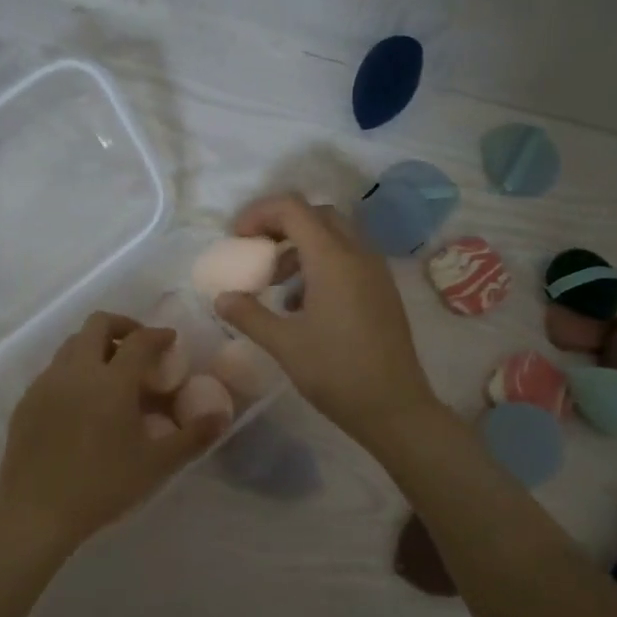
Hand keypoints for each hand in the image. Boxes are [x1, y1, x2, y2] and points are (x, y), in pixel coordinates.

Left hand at [0, 312, 222, 554]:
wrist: (36, 511)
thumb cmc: (102, 485)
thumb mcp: (156, 464)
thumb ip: (193, 437)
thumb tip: (223, 416)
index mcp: (112, 381)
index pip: (140, 340)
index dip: (159, 335)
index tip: (171, 340)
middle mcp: (77, 370)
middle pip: (98, 324)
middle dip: (123, 326)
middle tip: (139, 347)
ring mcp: (47, 383)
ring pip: (72, 344)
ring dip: (95, 346)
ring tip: (111, 373)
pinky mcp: (27, 400)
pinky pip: (54, 369)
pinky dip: (74, 370)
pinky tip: (82, 402)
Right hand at [213, 193, 440, 441]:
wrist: (394, 407)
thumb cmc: (336, 372)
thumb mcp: (284, 344)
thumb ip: (249, 315)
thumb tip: (222, 298)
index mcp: (333, 258)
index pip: (293, 208)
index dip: (259, 214)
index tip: (237, 239)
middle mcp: (358, 254)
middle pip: (316, 215)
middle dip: (281, 226)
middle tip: (256, 253)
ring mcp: (375, 271)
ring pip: (334, 237)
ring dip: (300, 248)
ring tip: (275, 284)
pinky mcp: (382, 290)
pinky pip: (349, 259)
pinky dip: (321, 265)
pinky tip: (303, 305)